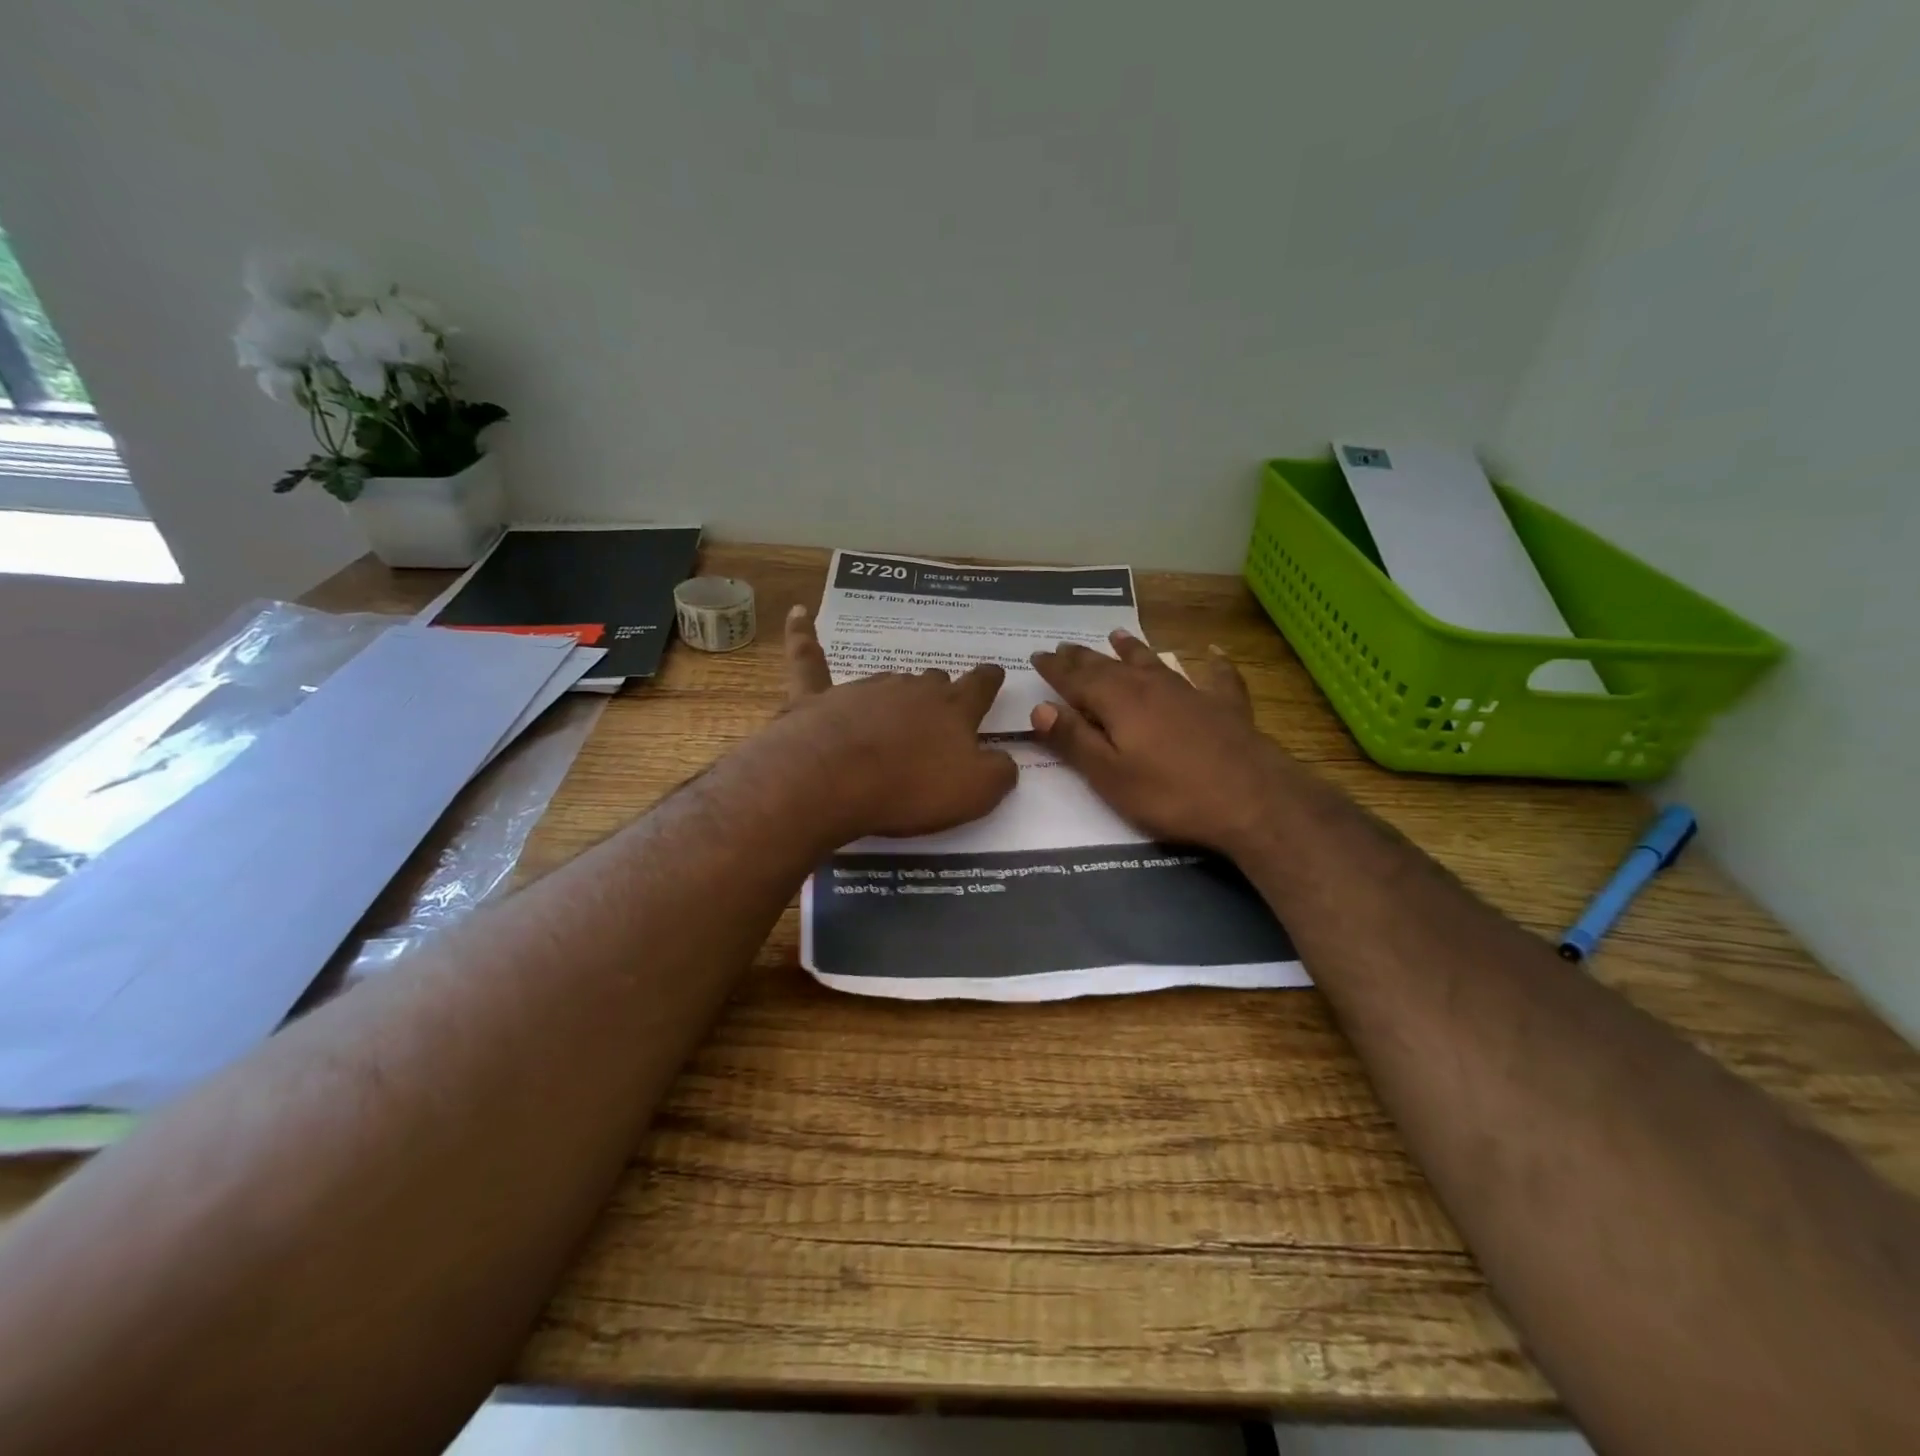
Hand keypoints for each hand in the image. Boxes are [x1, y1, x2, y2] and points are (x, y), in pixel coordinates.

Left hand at [768, 604, 1017, 841]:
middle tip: (939, 710)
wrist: (832, 779)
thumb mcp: (976, 792)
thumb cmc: (910, 787)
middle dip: (940, 692)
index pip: (980, 685)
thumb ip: (1000, 772)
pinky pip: (809, 659)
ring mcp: (863, 688)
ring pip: (888, 679)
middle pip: (933, 681)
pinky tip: (798, 613)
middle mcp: (911, 688)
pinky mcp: (816, 696)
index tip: (994, 672)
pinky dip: (803, 635)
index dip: (990, 680)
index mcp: (952, 707)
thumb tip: (1006, 759)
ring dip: (895, 691)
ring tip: (895, 707)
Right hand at [1029, 631, 1286, 852]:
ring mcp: (1191, 692)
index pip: (1076, 679)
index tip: (1037, 655)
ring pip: (1154, 662)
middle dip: (1084, 657)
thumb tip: (1040, 709)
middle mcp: (1151, 686)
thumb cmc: (1171, 794)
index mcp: (1118, 702)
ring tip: (1117, 635)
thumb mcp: (1110, 776)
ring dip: (1132, 649)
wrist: (1253, 799)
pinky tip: (1214, 651)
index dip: (1055, 669)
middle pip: (1110, 666)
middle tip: (1065, 646)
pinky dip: (1212, 662)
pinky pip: (1216, 676)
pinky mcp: (1225, 706)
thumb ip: (1074, 740)